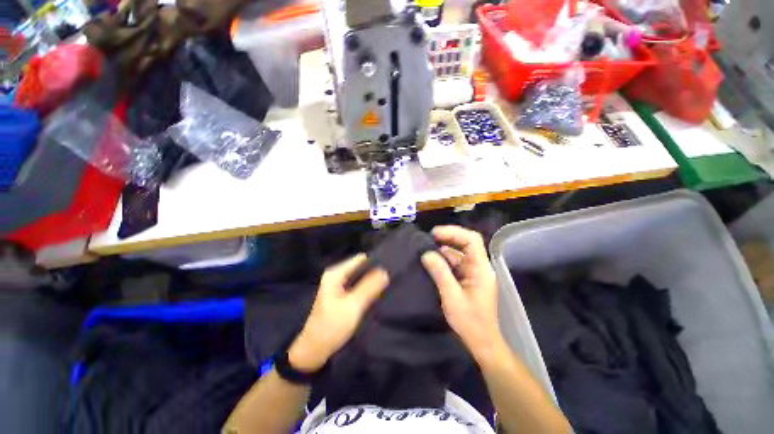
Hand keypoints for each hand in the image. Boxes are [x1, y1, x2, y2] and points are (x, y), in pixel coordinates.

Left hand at [289, 254, 388, 371]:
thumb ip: (369, 287)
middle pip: (361, 267)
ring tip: (387, 285)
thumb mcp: (353, 306)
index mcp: (336, 273)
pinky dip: (367, 288)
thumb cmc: (332, 327)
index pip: (361, 259)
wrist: (314, 350)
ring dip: (372, 281)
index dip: (376, 262)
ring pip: (360, 277)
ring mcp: (338, 285)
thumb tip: (385, 271)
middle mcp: (336, 275)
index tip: (391, 269)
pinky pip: (358, 285)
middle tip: (391, 279)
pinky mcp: (341, 294)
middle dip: (375, 272)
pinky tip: (377, 293)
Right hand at [421, 226, 501, 361]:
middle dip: (448, 238)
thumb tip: (426, 254)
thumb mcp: (452, 296)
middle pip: (466, 243)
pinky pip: (455, 264)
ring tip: (426, 248)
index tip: (435, 233)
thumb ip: (440, 273)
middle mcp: (479, 266)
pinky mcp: (467, 279)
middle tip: (428, 238)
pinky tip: (432, 261)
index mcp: (480, 268)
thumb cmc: (470, 321)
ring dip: (444, 249)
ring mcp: (473, 273)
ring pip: (459, 253)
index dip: (454, 232)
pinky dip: (444, 260)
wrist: (481, 342)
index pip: (471, 240)